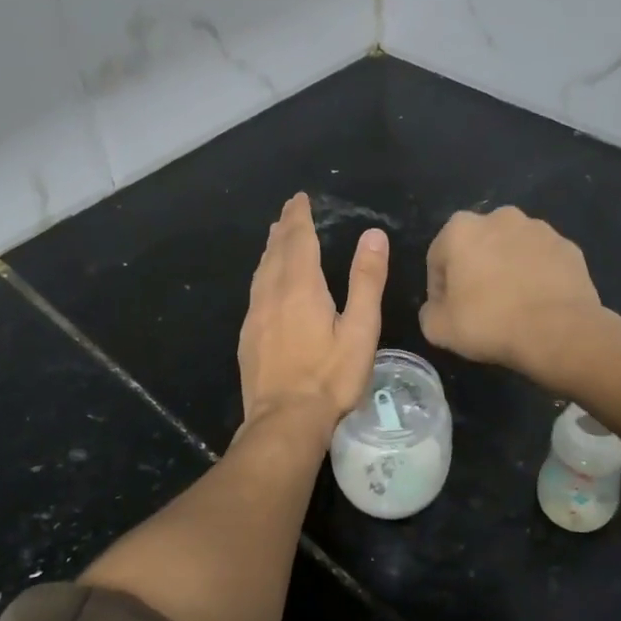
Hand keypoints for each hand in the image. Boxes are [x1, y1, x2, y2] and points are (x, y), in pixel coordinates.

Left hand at [238, 193, 388, 436]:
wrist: (284, 421)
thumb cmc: (330, 377)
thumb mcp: (360, 329)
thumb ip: (366, 281)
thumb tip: (373, 235)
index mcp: (300, 287)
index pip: (298, 240)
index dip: (299, 217)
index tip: (299, 199)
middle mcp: (272, 293)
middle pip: (276, 251)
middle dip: (284, 228)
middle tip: (289, 211)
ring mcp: (255, 316)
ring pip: (261, 270)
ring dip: (271, 249)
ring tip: (276, 237)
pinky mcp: (247, 337)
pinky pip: (255, 291)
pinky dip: (263, 274)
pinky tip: (266, 284)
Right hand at [421, 206, 603, 377]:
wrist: (560, 332)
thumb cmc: (490, 323)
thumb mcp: (438, 329)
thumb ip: (429, 312)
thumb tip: (437, 308)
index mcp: (461, 229)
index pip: (439, 259)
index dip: (440, 289)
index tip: (449, 313)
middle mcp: (500, 217)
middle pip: (477, 247)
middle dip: (475, 271)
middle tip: (480, 308)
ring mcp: (539, 229)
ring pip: (511, 250)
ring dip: (507, 270)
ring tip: (513, 306)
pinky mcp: (568, 247)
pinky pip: (542, 262)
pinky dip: (537, 276)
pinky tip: (538, 304)